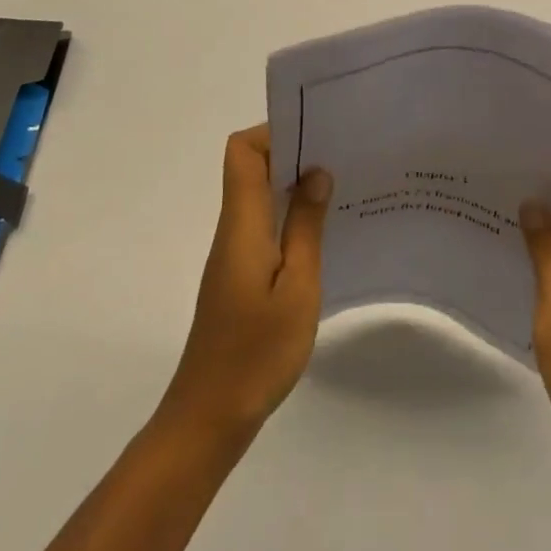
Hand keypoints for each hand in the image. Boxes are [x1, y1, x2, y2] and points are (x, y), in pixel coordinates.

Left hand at [160, 124, 331, 439]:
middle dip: (293, 152)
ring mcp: (234, 252)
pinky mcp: (240, 274)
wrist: (210, 418)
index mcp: (242, 222)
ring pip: (260, 195)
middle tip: (340, 156)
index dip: (273, 133)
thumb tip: (316, 172)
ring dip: (294, 184)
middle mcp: (233, 227)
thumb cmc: (256, 352)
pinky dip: (290, 215)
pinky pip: (264, 223)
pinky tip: (323, 232)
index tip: (314, 135)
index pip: (242, 152)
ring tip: (341, 188)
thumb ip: (306, 225)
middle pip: (252, 166)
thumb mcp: (297, 287)